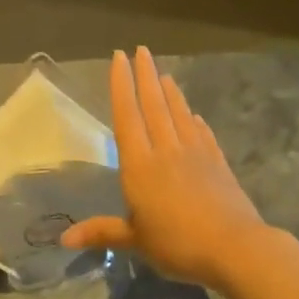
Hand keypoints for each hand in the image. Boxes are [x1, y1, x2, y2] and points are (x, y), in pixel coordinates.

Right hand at [61, 48, 282, 292]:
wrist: (235, 248)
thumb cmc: (177, 243)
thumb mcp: (135, 240)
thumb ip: (102, 232)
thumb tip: (63, 238)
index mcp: (140, 164)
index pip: (127, 116)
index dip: (121, 85)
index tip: (119, 58)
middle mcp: (166, 150)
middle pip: (154, 105)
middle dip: (145, 75)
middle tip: (141, 50)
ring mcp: (195, 153)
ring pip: (179, 114)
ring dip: (170, 92)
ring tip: (163, 73)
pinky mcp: (217, 163)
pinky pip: (203, 134)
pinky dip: (196, 121)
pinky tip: (195, 116)